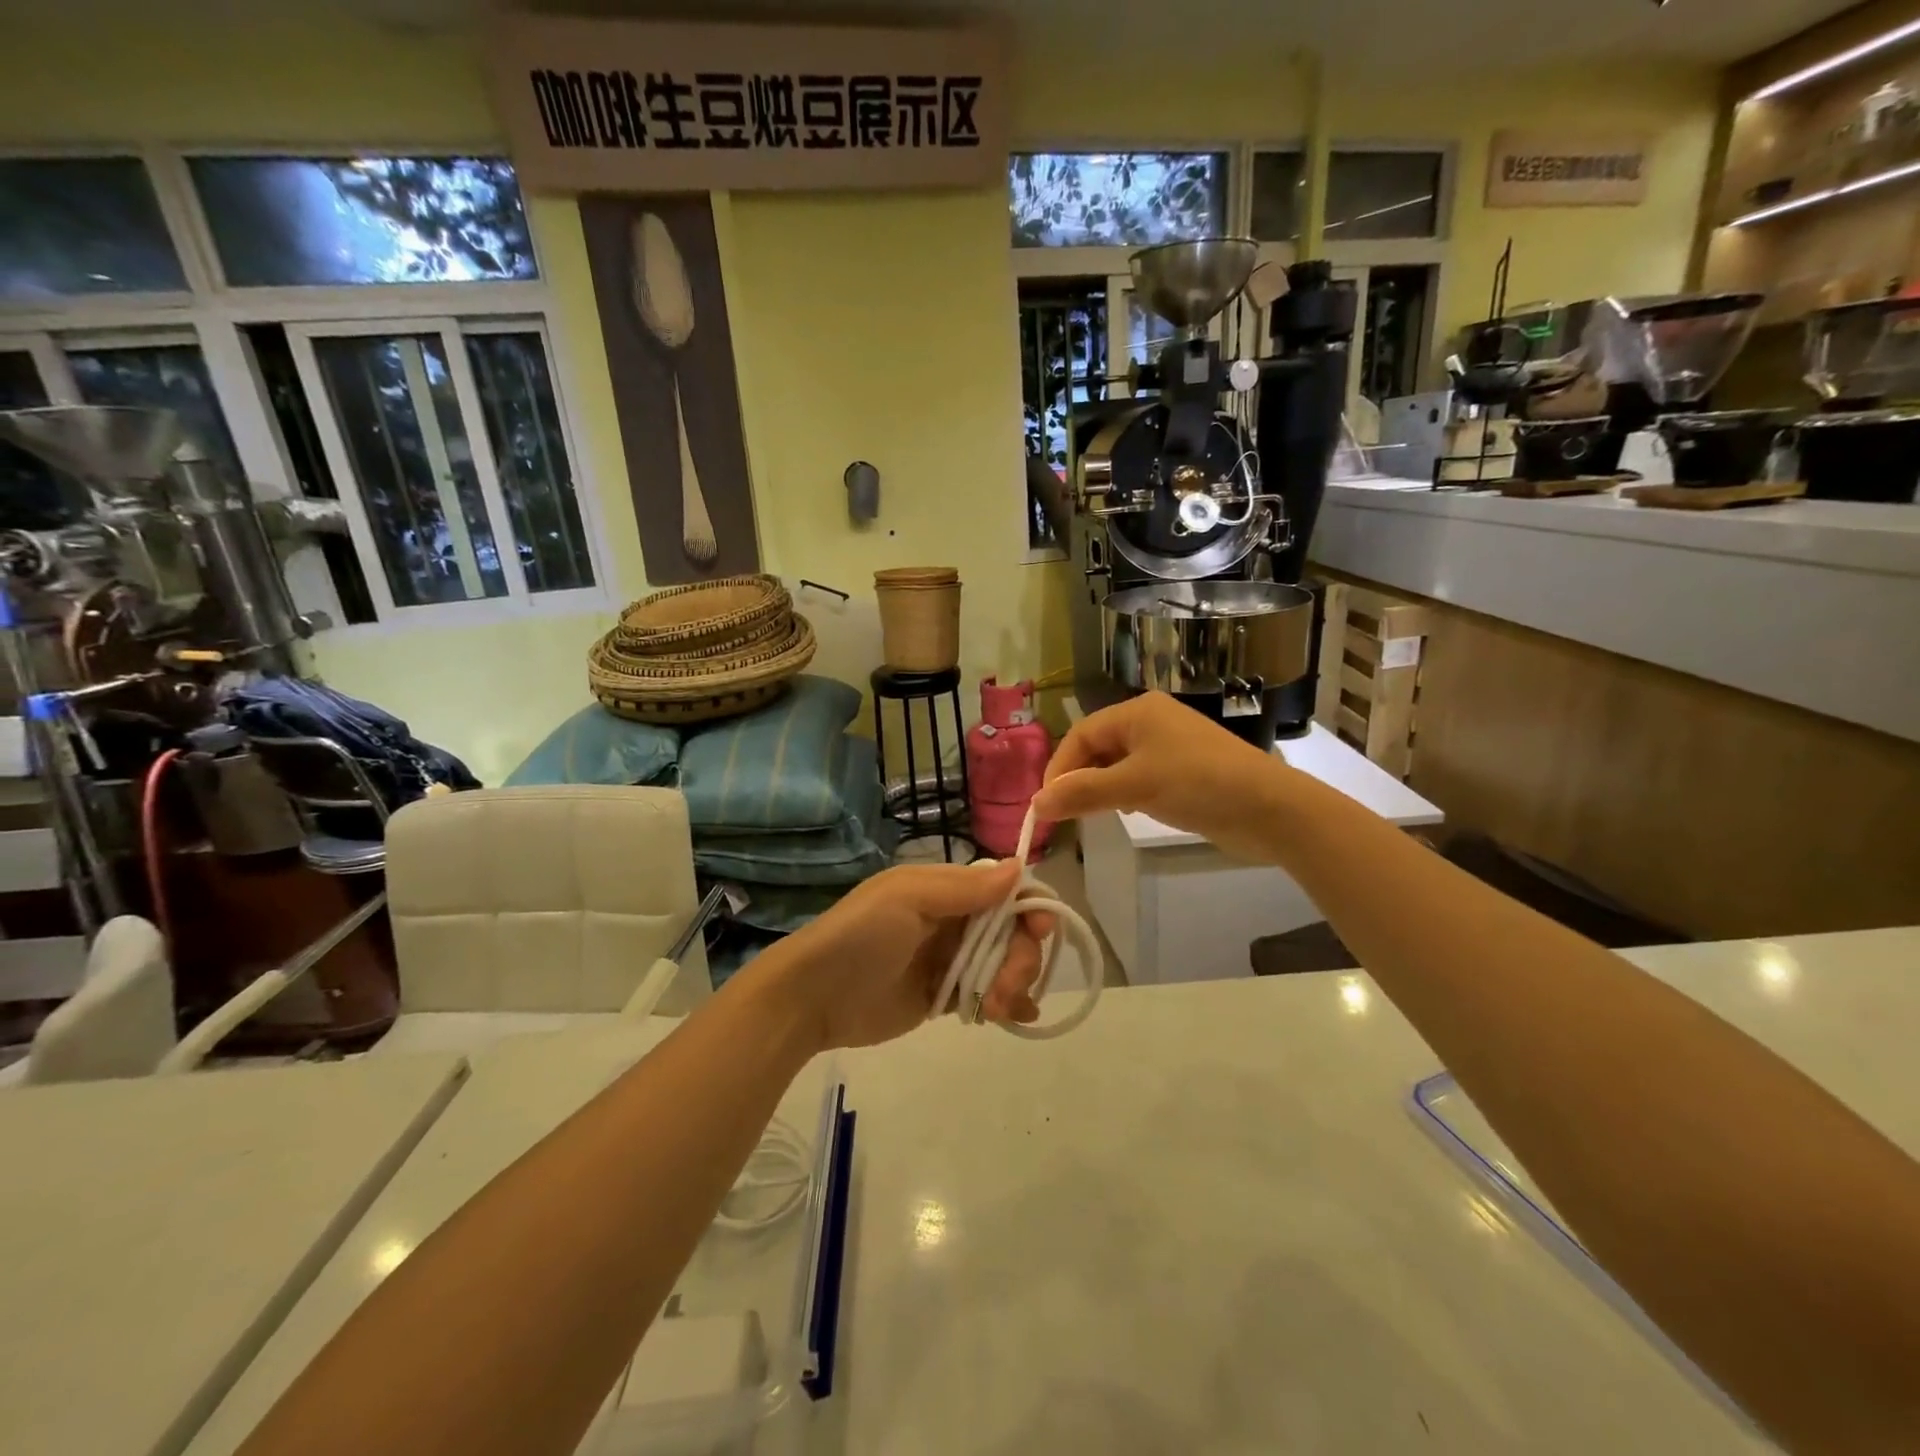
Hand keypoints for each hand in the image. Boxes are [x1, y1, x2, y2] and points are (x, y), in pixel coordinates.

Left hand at [767, 863, 1051, 1049]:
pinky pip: (988, 993)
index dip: (1030, 906)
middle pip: (1013, 930)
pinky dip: (1008, 1003)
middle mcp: (954, 919)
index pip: (1005, 889)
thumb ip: (964, 888)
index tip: (1041, 930)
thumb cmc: (860, 937)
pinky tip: (1013, 1016)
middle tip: (1006, 986)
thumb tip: (1020, 868)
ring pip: (1006, 963)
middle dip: (1022, 956)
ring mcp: (950, 959)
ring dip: (1015, 982)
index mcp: (946, 889)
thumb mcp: (908, 899)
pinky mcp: (945, 996)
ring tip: (997, 1007)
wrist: (813, 997)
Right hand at [1032, 694, 1291, 862]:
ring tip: (1091, 815)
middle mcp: (1151, 721)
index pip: (1081, 734)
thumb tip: (1035, 805)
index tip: (1047, 804)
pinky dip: (1124, 793)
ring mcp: (1170, 746)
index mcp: (1137, 711)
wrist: (1270, 809)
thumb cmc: (1197, 784)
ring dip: (1100, 787)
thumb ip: (1082, 793)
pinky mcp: (1185, 771)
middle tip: (1065, 813)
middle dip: (1078, 778)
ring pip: (1118, 764)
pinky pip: (1140, 777)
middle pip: (1098, 747)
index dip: (1059, 767)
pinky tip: (1126, 812)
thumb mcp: (1134, 787)